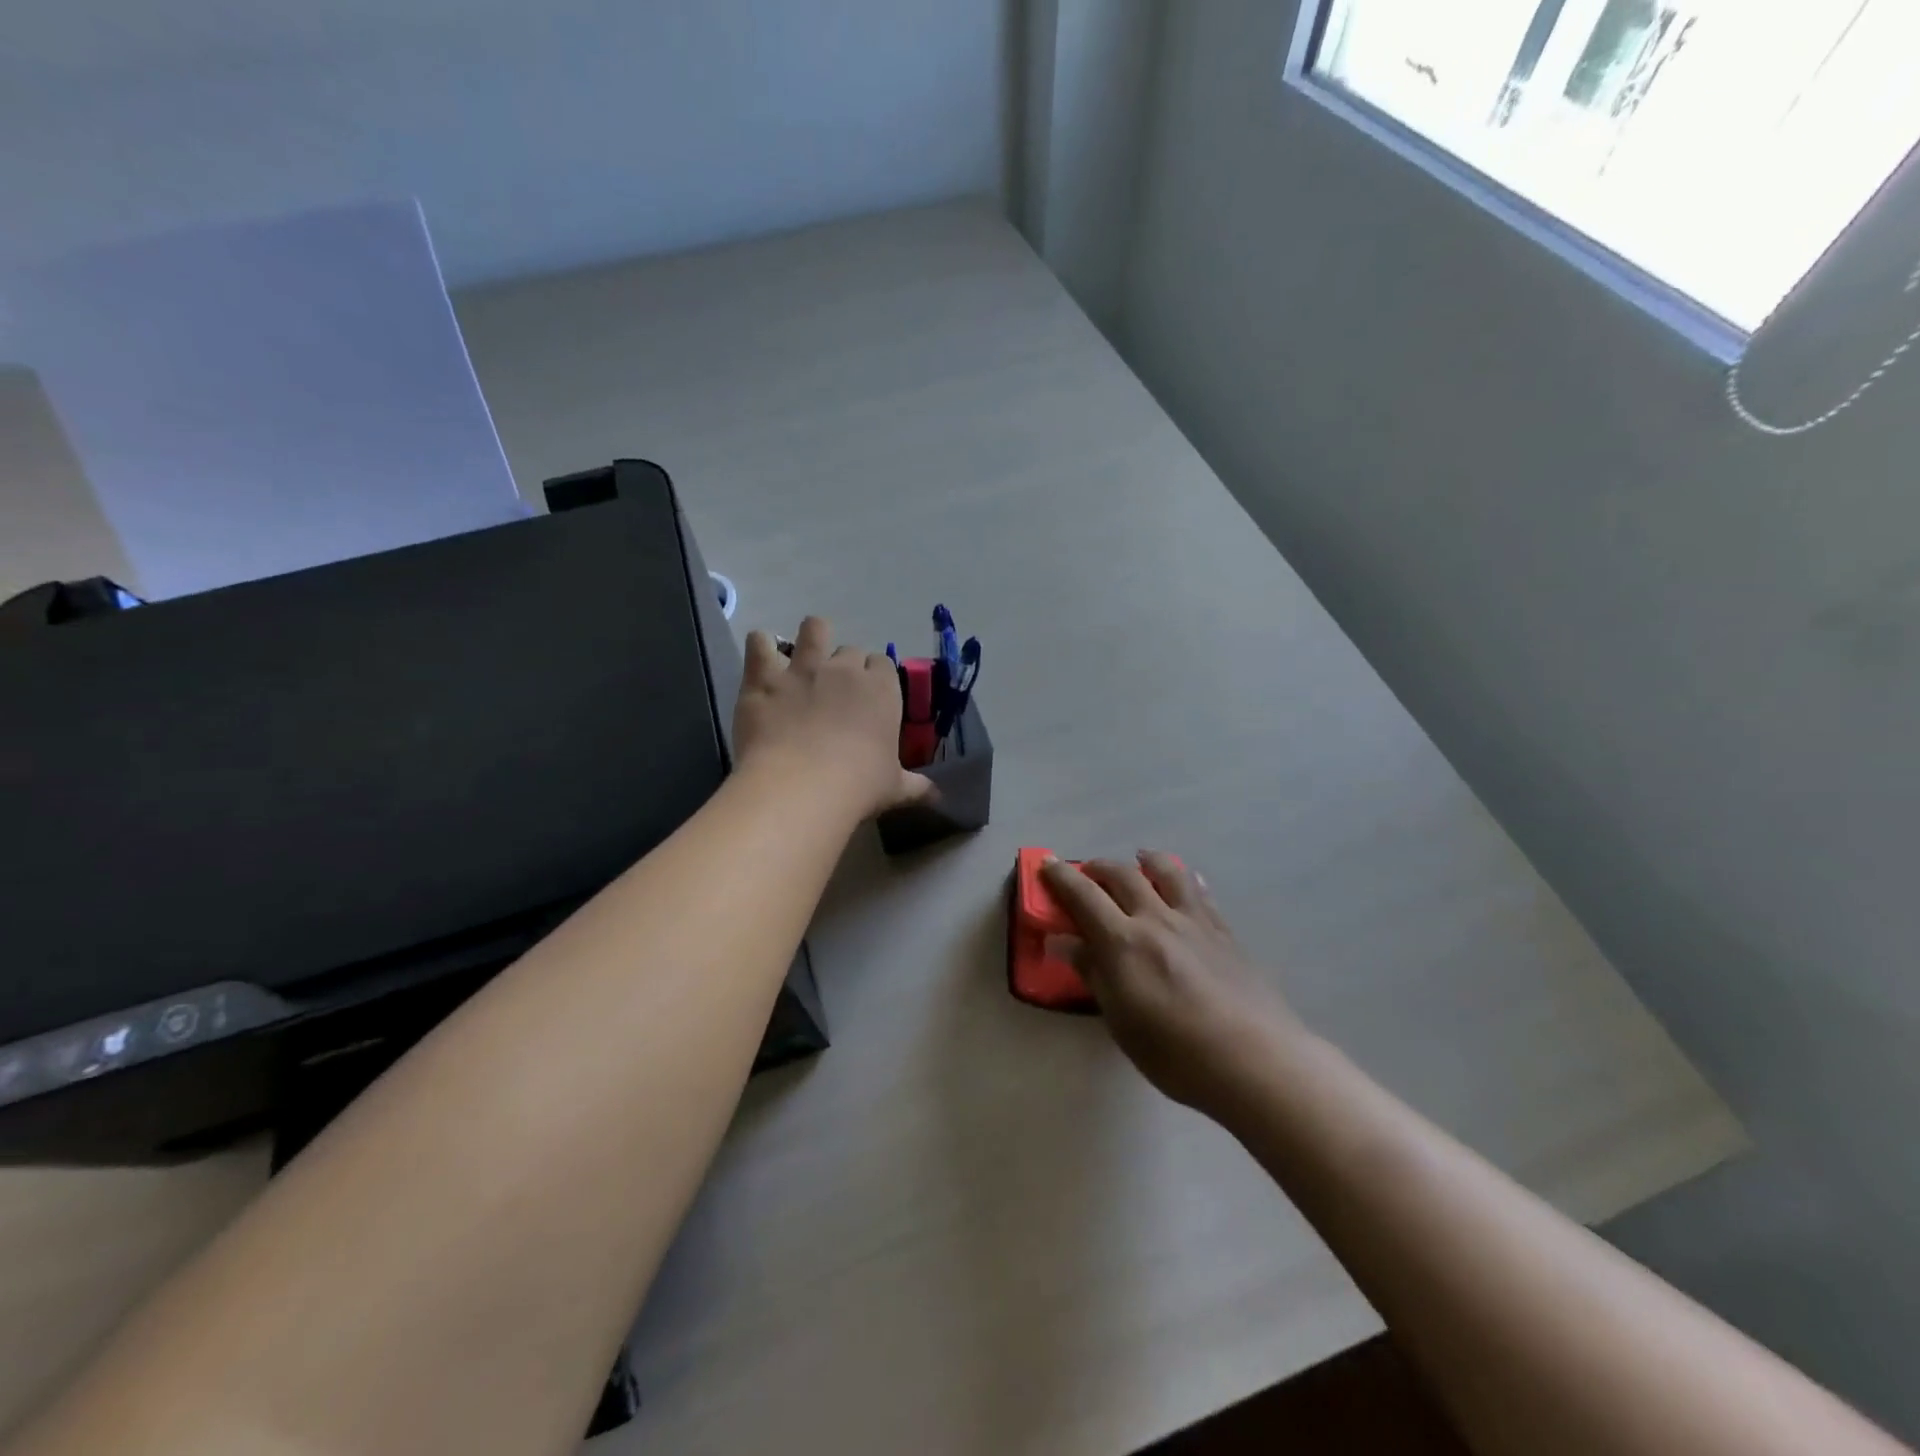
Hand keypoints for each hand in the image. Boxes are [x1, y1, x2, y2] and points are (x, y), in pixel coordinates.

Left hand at [735, 616, 933, 820]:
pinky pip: (760, 642)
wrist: (800, 787)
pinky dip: (762, 647)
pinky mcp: (765, 677)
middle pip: (849, 649)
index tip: (869, 698)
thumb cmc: (858, 787)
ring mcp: (803, 668)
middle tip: (835, 693)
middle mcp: (845, 669)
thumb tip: (938, 797)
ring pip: (813, 628)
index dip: (875, 678)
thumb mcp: (895, 789)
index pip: (883, 664)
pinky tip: (763, 663)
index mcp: (881, 689)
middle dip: (844, 665)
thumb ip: (917, 787)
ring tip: (802, 660)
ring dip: (810, 639)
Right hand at [1041, 851, 1303, 1114]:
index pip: (1083, 895)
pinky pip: (1200, 892)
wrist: (1254, 1061)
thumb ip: (1094, 974)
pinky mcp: (1224, 931)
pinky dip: (1184, 879)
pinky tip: (1186, 882)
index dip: (1060, 876)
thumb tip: (1065, 942)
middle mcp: (1156, 919)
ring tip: (1139, 860)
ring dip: (1145, 860)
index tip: (1046, 864)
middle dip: (1098, 868)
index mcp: (1123, 942)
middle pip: (1122, 876)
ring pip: (1167, 872)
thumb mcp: (1121, 1021)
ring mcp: (1194, 921)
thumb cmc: (1176, 1054)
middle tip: (1086, 873)